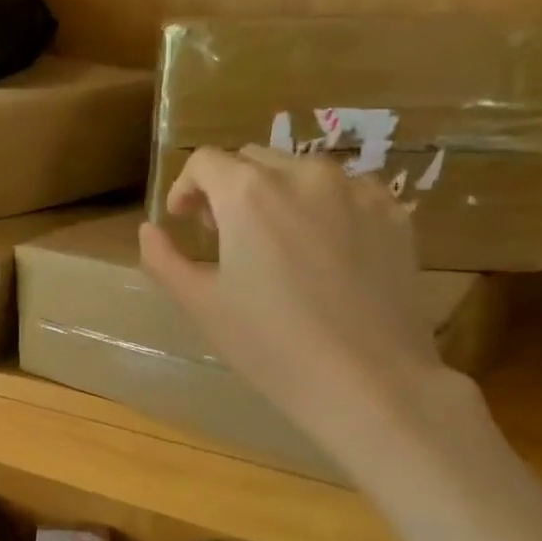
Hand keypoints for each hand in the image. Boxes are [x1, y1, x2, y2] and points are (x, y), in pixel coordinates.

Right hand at [139, 147, 461, 472]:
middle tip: (226, 236)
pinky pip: (346, 191)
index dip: (185, 187)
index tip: (184, 221)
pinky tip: (324, 251)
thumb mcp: (201, 304)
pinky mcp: (392, 212)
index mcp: (248, 193)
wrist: (368, 380)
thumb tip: (149, 230)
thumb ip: (163, 258)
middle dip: (228, 189)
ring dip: (276, 194)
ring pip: (300, 171)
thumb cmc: (271, 344)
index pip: (204, 162)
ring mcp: (355, 189)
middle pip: (251, 160)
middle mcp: (302, 174)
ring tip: (277, 243)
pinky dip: (323, 206)